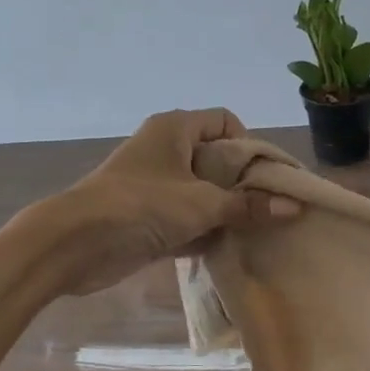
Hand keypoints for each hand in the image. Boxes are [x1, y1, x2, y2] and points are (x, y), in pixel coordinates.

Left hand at [54, 109, 298, 295]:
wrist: (75, 244)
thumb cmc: (142, 206)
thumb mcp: (202, 204)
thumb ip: (248, 206)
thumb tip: (294, 207)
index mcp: (176, 129)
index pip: (225, 122)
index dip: (249, 145)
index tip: (264, 177)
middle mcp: (166, 150)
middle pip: (217, 159)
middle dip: (243, 184)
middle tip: (268, 209)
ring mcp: (155, 184)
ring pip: (203, 192)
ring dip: (226, 211)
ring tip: (255, 231)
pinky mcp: (148, 216)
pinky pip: (187, 218)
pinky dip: (205, 231)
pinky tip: (228, 249)